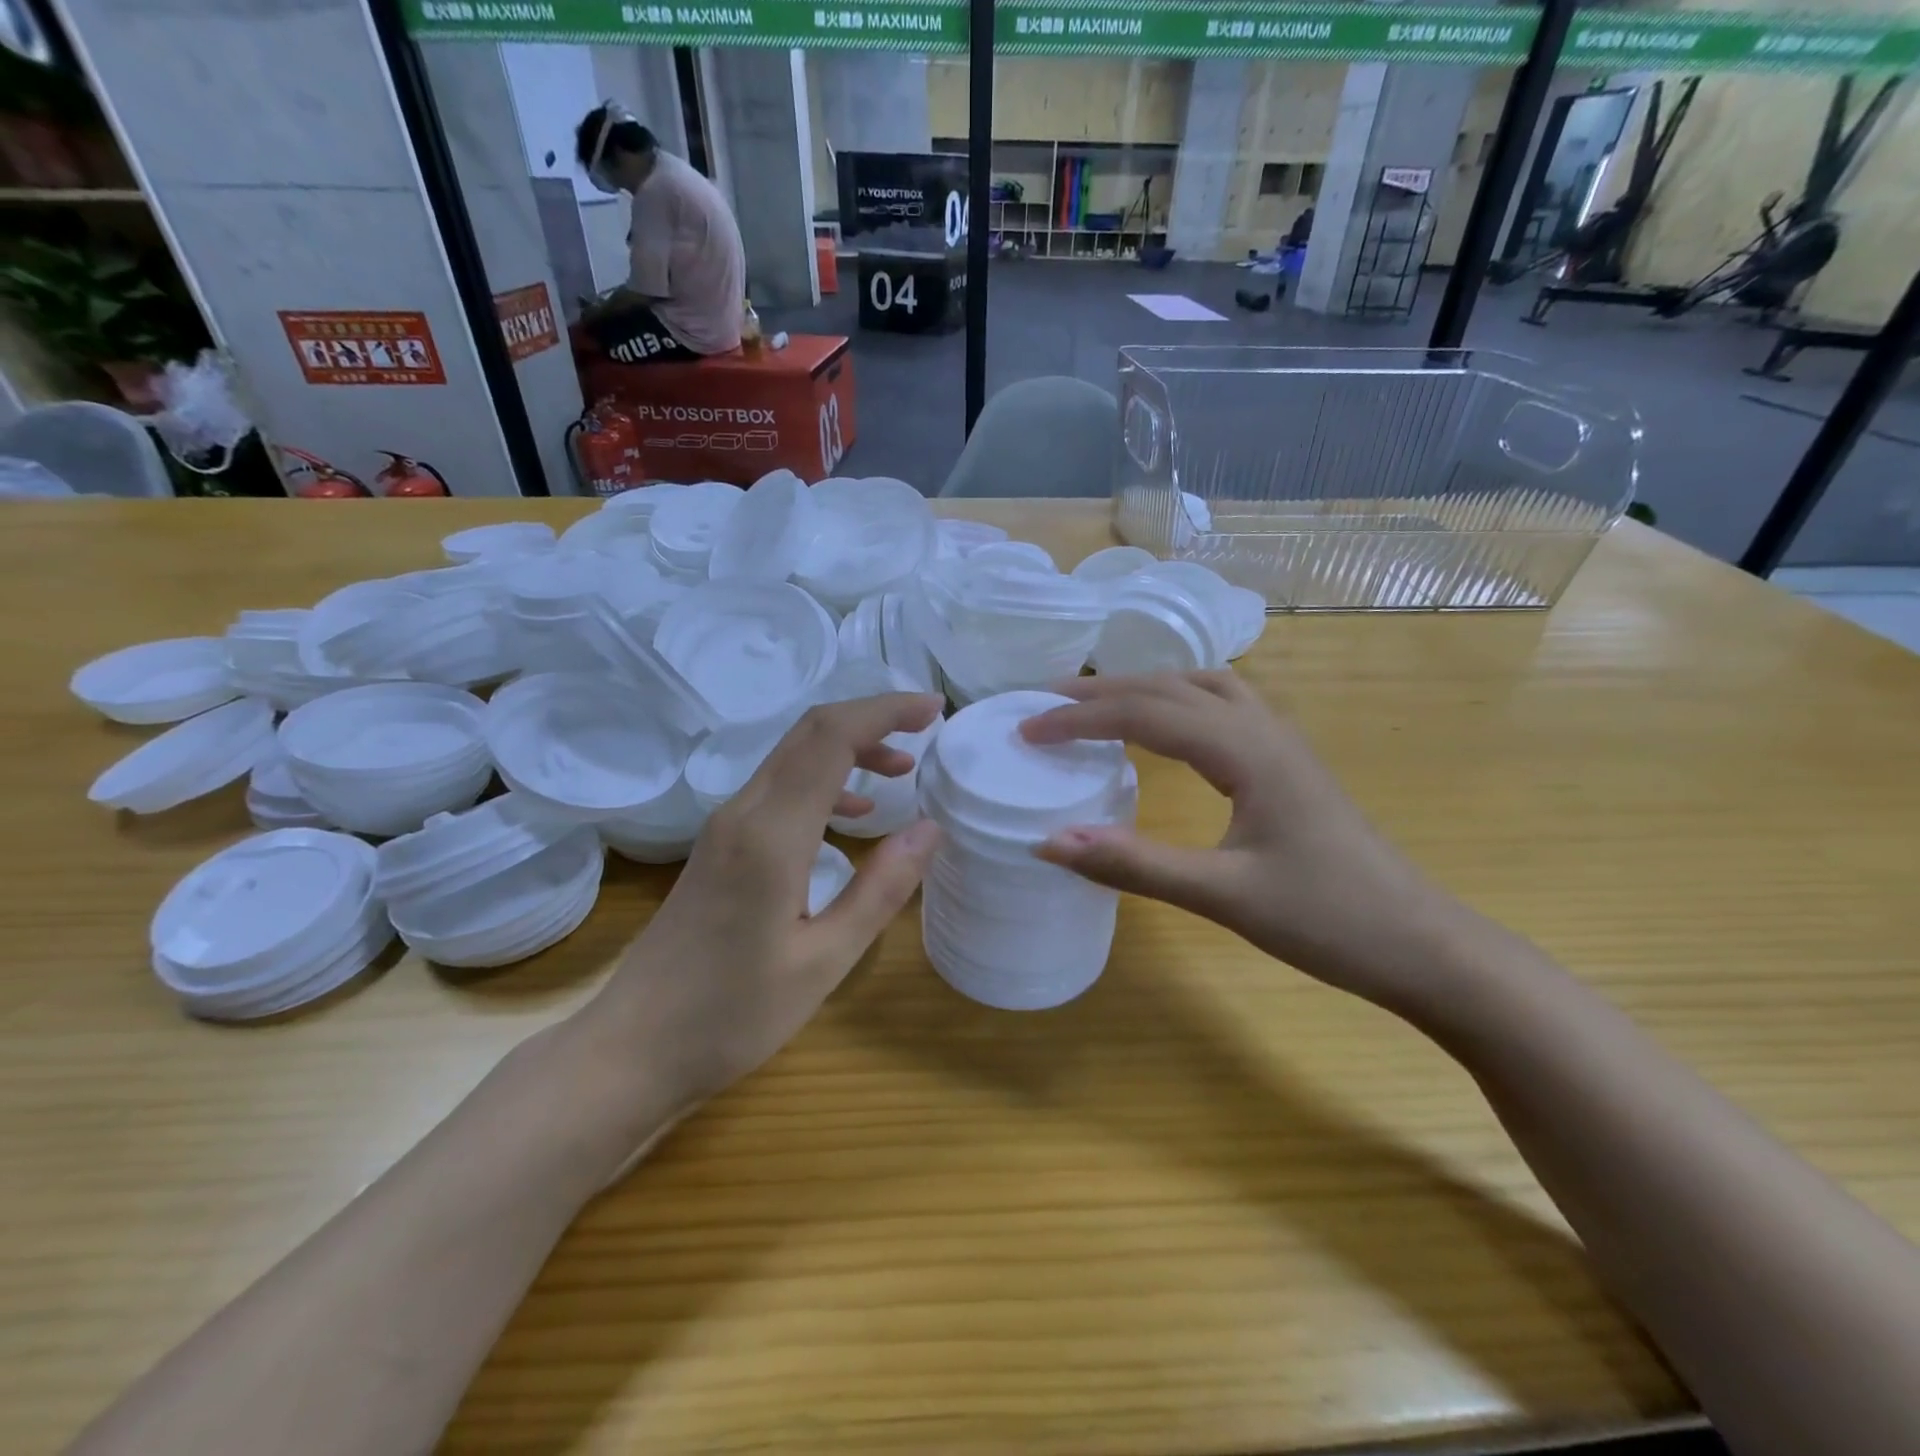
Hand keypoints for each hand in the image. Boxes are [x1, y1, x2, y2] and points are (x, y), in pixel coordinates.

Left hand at [574, 694, 944, 1168]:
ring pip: (793, 757)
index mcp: (771, 834)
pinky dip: (824, 781)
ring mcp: (724, 827)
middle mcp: (743, 813)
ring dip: (849, 748)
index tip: (934, 710)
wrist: (632, 1048)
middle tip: (926, 726)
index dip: (885, 711)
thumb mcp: (824, 961)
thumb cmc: (732, 1015)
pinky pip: (779, 789)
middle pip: (810, 732)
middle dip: (871, 717)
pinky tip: (854, 815)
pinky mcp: (718, 847)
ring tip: (901, 768)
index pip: (832, 737)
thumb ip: (880, 890)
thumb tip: (929, 828)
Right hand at [1020, 673, 1469, 1012]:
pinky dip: (1177, 700)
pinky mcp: (1287, 763)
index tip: (1026, 730)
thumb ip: (1134, 865)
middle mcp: (1263, 728)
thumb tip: (1049, 842)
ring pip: (1200, 686)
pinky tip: (1164, 725)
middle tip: (1043, 702)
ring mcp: (1281, 742)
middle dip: (1101, 690)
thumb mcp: (1222, 896)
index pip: (1145, 712)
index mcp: (1246, 750)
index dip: (1079, 718)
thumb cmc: (1328, 920)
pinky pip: (1222, 705)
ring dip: (1142, 686)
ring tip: (1095, 704)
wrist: (1424, 945)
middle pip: (1169, 686)